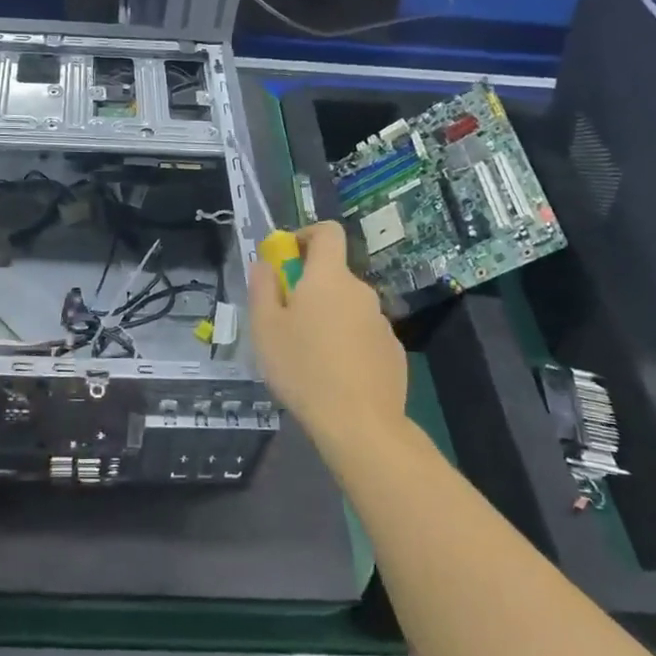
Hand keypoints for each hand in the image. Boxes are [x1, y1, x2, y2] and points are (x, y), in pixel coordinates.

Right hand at [249, 220, 406, 442]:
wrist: (359, 423)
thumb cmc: (302, 368)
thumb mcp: (264, 327)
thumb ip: (262, 286)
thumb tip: (265, 263)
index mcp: (328, 278)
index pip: (327, 232)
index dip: (306, 234)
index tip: (286, 256)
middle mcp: (360, 291)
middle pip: (333, 275)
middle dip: (309, 287)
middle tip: (285, 321)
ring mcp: (381, 321)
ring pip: (347, 307)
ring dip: (328, 317)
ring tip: (307, 356)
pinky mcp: (393, 350)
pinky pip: (363, 334)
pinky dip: (347, 342)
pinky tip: (334, 375)